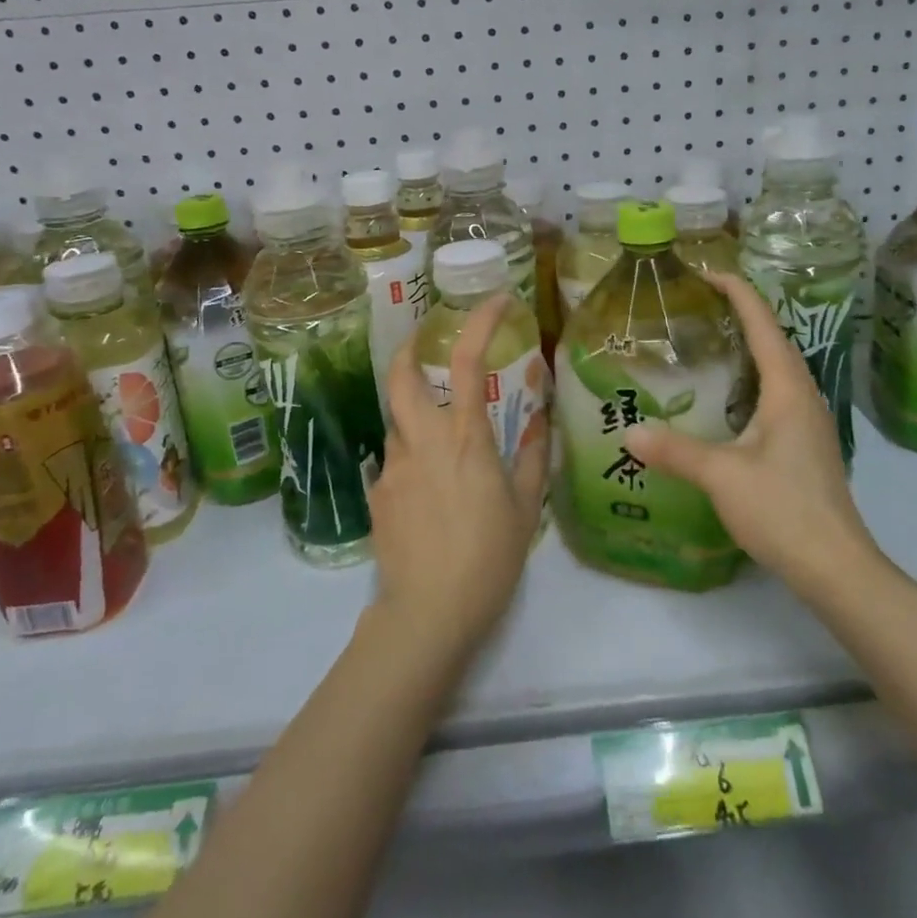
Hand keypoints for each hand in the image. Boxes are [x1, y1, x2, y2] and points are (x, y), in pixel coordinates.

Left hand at [366, 294, 549, 662]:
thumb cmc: (489, 558)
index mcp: (465, 438)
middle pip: (400, 375)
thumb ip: (534, 457)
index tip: (497, 301)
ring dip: (415, 415)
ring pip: (397, 421)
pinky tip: (429, 494)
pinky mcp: (376, 493)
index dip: (481, 321)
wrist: (428, 615)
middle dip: (409, 349)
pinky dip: (411, 459)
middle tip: (425, 345)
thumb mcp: (526, 508)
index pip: (469, 360)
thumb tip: (540, 421)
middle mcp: (422, 440)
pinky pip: (394, 461)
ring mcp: (392, 466)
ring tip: (442, 445)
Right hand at [623, 271, 884, 599]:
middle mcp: (803, 396)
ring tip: (711, 338)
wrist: (836, 567)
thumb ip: (675, 450)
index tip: (706, 272)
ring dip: (749, 345)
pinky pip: (777, 392)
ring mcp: (809, 422)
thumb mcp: (722, 476)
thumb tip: (629, 433)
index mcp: (787, 389)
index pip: (763, 324)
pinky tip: (729, 396)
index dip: (737, 292)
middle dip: (741, 312)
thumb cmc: (783, 510)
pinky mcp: (806, 444)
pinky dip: (752, 376)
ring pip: (778, 368)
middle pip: (774, 339)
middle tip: (700, 302)